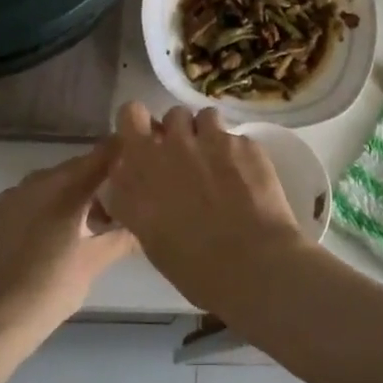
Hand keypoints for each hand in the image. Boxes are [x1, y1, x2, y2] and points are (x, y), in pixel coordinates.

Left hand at [0, 143, 137, 353]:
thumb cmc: (46, 293)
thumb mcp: (92, 265)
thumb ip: (122, 237)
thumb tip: (145, 222)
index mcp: (65, 189)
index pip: (102, 156)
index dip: (121, 153)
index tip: (137, 160)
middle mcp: (35, 182)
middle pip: (72, 171)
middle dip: (92, 185)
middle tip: (109, 212)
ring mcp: (5, 196)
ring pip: (44, 186)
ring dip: (62, 198)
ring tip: (73, 231)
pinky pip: (18, 203)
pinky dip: (33, 212)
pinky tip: (36, 242)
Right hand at [104, 103, 305, 310]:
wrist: (252, 264)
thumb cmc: (194, 268)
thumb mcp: (150, 237)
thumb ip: (139, 200)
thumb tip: (142, 188)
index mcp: (141, 170)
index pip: (129, 114)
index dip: (139, 122)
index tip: (148, 139)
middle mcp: (171, 146)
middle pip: (171, 114)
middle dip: (178, 131)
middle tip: (186, 156)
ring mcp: (210, 139)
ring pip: (204, 117)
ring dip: (207, 135)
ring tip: (218, 162)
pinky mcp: (243, 142)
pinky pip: (235, 136)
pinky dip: (237, 153)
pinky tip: (246, 178)